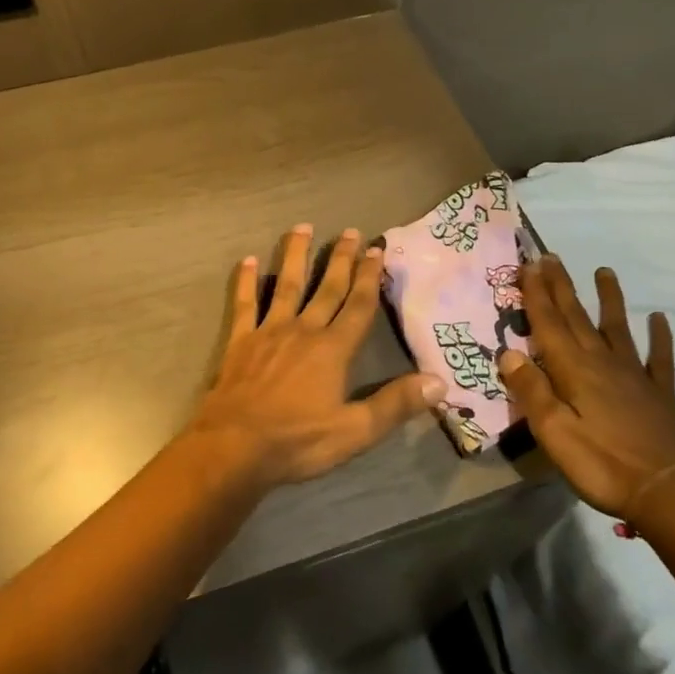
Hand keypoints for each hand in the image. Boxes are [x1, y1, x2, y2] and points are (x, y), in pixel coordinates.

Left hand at [192, 225, 443, 488]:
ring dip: (296, 256)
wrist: (235, 446)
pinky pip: (245, 304)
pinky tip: (248, 260)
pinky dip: (247, 282)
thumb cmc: (297, 441)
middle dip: (341, 259)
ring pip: (287, 285)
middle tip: (350, 231)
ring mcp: (269, 332)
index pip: (358, 306)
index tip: (377, 250)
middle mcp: (304, 331)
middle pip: (327, 288)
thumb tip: (439, 382)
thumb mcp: (355, 431)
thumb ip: (395, 404)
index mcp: (333, 350)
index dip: (370, 277)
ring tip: (302, 228)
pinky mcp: (241, 341)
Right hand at [497, 257, 674, 516]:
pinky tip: (659, 320)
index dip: (537, 293)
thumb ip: (532, 392)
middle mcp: (602, 363)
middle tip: (552, 257)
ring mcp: (634, 376)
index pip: (549, 323)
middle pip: (577, 317)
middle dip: (562, 287)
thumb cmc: (604, 465)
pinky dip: (659, 337)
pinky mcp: (658, 394)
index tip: (529, 264)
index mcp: (574, 370)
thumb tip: (508, 353)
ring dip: (608, 299)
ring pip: (616, 328)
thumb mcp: (554, 433)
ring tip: (605, 271)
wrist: (672, 494)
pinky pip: (658, 358)